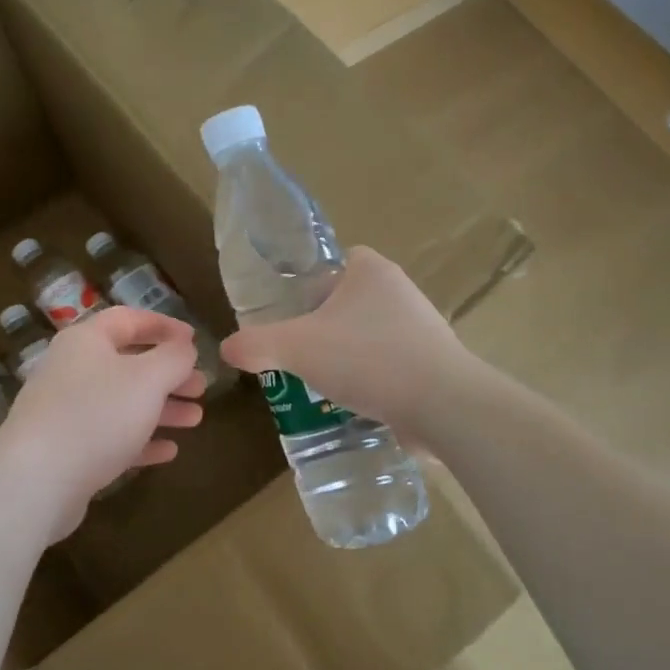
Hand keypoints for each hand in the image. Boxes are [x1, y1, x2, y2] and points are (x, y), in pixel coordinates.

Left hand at [0, 307, 205, 539]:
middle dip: (168, 375)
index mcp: (86, 341)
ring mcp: (66, 412)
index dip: (164, 326)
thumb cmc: (97, 415)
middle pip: (128, 364)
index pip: (128, 319)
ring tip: (195, 420)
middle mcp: (72, 370)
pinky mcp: (66, 450)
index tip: (195, 340)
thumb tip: (185, 347)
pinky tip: (168, 451)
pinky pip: (110, 437)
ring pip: (122, 403)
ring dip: (161, 409)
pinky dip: (140, 440)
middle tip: (201, 387)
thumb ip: (174, 358)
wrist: (36, 481)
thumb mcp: (148, 379)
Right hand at [219, 247, 468, 438]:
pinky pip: (390, 364)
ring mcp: (422, 328)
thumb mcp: (296, 348)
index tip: (291, 315)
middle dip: (324, 326)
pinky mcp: (433, 363)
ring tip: (321, 382)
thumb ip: (255, 345)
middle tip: (298, 353)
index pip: (336, 263)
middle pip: (350, 302)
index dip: (309, 286)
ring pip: (369, 335)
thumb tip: (227, 348)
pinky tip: (355, 403)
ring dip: (347, 355)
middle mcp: (400, 291)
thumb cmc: (367, 359)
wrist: (442, 405)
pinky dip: (372, 379)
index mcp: (371, 270)